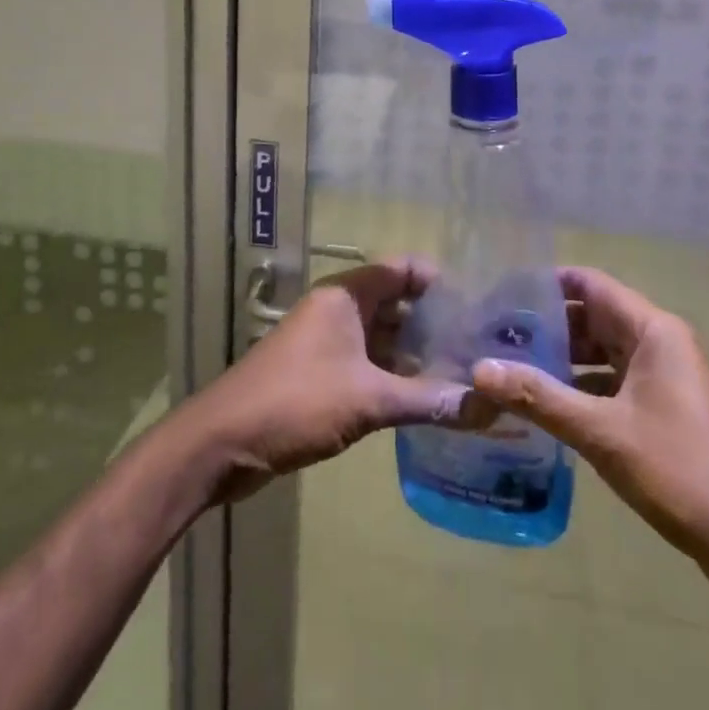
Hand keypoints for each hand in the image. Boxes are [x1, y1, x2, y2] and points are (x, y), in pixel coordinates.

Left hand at [192, 257, 479, 502]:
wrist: (223, 441)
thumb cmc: (297, 401)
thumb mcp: (368, 399)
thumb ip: (426, 400)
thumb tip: (484, 406)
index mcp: (347, 295)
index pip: (402, 269)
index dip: (439, 281)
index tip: (477, 305)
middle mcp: (339, 310)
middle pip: (396, 303)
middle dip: (435, 323)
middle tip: (479, 347)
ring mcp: (328, 342)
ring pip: (384, 337)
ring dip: (417, 354)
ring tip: (463, 374)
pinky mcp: (322, 374)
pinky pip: (369, 365)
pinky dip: (395, 376)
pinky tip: (426, 400)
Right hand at [472, 267, 708, 604]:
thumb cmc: (681, 470)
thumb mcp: (602, 432)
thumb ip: (540, 397)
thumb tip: (479, 370)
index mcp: (652, 330)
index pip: (589, 283)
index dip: (545, 283)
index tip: (500, 295)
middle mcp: (658, 343)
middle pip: (592, 317)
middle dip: (545, 326)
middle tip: (493, 337)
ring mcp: (662, 379)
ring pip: (600, 354)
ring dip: (559, 361)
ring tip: (508, 370)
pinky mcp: (662, 411)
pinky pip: (611, 384)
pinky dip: (579, 389)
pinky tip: (544, 409)